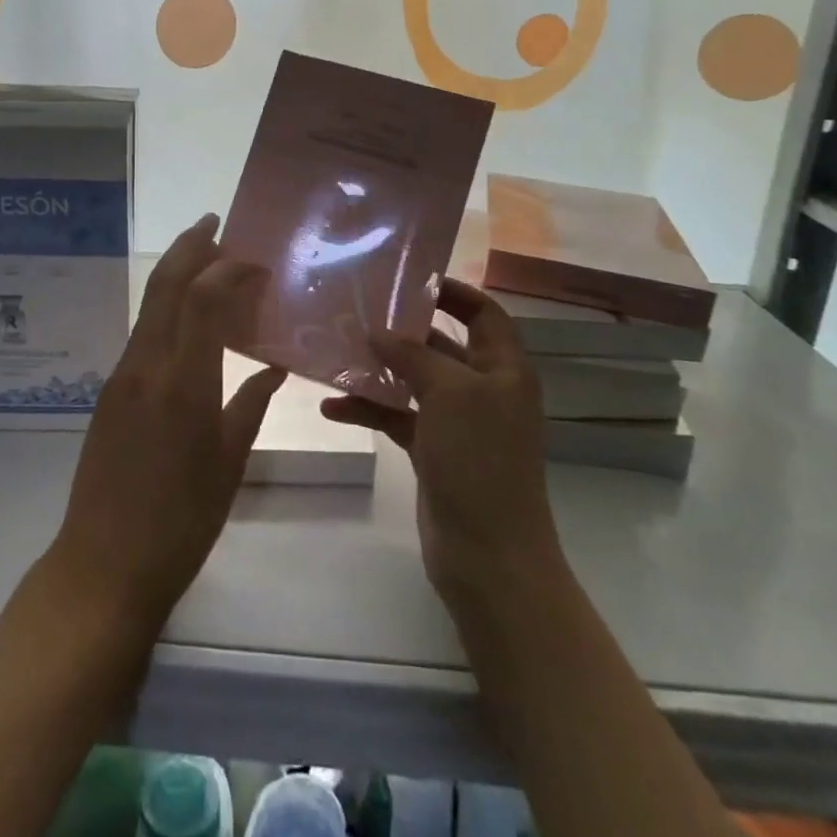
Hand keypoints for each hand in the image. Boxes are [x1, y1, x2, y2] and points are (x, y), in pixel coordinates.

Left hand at [47, 214, 285, 633]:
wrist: (103, 564)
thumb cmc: (181, 522)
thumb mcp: (229, 463)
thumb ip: (251, 404)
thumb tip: (272, 365)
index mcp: (182, 382)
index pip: (202, 298)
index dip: (229, 267)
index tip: (257, 260)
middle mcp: (146, 365)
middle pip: (165, 285)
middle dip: (190, 246)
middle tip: (217, 225)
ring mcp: (122, 375)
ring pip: (150, 305)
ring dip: (177, 274)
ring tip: (209, 263)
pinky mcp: (110, 390)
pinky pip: (143, 333)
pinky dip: (168, 310)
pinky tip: (190, 321)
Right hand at [321, 279, 561, 619]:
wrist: (489, 556)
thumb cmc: (479, 461)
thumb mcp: (450, 394)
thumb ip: (412, 355)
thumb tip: (378, 331)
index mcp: (504, 369)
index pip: (484, 314)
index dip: (453, 292)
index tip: (409, 280)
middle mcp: (483, 389)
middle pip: (441, 344)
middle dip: (401, 330)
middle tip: (357, 312)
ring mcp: (457, 422)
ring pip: (413, 381)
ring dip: (378, 370)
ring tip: (335, 355)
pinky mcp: (432, 450)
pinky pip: (397, 416)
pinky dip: (369, 409)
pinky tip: (332, 408)